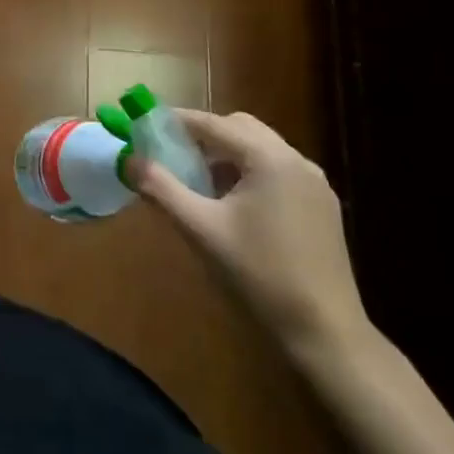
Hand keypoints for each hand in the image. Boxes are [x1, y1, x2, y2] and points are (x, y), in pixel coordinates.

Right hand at [135, 111, 367, 361]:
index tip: (147, 125)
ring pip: (262, 149)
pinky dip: (250, 172)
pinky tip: (233, 203)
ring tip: (198, 180)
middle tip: (173, 152)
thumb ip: (161, 188)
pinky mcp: (322, 207)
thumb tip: (129, 160)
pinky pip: (278, 171)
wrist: (324, 332)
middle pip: (241, 128)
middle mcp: (297, 161)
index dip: (177, 121)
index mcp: (269, 159)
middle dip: (204, 135)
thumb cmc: (259, 274)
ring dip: (228, 154)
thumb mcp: (201, 229)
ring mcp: (315, 184)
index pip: (214, 124)